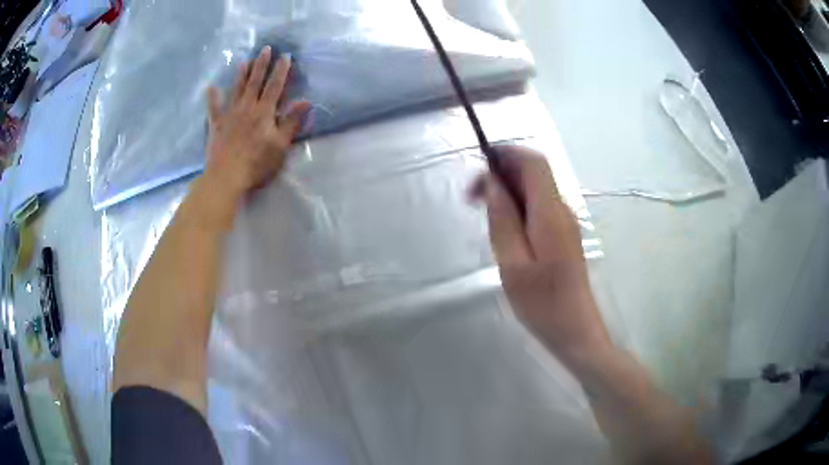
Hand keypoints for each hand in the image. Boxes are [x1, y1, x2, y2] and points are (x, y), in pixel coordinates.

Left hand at [203, 46, 310, 201]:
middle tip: (265, 49)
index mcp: (264, 112)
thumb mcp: (280, 146)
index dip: (281, 71)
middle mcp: (247, 108)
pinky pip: (213, 108)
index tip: (285, 56)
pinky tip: (211, 87)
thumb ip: (291, 122)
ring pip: (236, 89)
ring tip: (244, 61)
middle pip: (255, 82)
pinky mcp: (216, 125)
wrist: (226, 177)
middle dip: (261, 64)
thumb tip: (305, 101)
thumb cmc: (256, 164)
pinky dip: (212, 97)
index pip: (275, 86)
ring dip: (241, 74)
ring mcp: (229, 115)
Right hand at [472, 146, 610, 364]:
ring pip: (534, 189)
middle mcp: (561, 210)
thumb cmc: (542, 303)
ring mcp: (565, 222)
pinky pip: (538, 207)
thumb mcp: (512, 262)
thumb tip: (492, 181)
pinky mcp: (563, 235)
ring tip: (482, 213)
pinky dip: (517, 206)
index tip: (477, 167)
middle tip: (471, 197)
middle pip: (533, 172)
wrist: (574, 330)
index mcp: (550, 213)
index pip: (533, 162)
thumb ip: (502, 218)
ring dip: (507, 190)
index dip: (506, 154)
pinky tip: (502, 229)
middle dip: (501, 173)